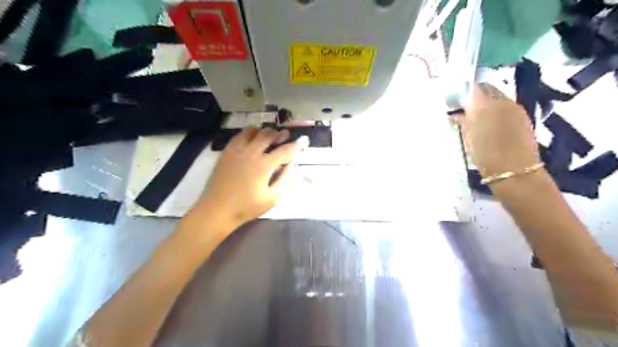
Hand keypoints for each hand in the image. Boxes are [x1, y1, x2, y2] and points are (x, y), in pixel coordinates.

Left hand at [183, 126, 308, 234]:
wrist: (217, 210)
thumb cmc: (246, 207)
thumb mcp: (271, 198)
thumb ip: (284, 179)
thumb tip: (294, 165)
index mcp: (264, 165)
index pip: (285, 150)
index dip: (296, 146)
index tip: (303, 142)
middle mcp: (251, 153)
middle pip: (268, 135)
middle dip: (279, 134)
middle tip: (285, 135)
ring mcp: (236, 151)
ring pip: (252, 132)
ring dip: (263, 131)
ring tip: (268, 134)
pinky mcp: (226, 153)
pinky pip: (238, 136)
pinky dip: (248, 133)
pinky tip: (250, 138)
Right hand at [458, 83, 541, 175]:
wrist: (514, 171)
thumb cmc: (484, 155)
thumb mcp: (467, 138)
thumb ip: (462, 122)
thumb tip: (456, 114)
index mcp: (483, 105)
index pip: (473, 88)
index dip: (464, 92)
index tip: (457, 101)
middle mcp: (501, 101)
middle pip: (488, 89)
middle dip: (477, 96)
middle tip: (467, 109)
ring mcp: (515, 108)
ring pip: (499, 98)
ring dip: (488, 104)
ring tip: (480, 118)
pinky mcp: (524, 116)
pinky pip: (507, 107)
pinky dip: (498, 111)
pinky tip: (493, 125)